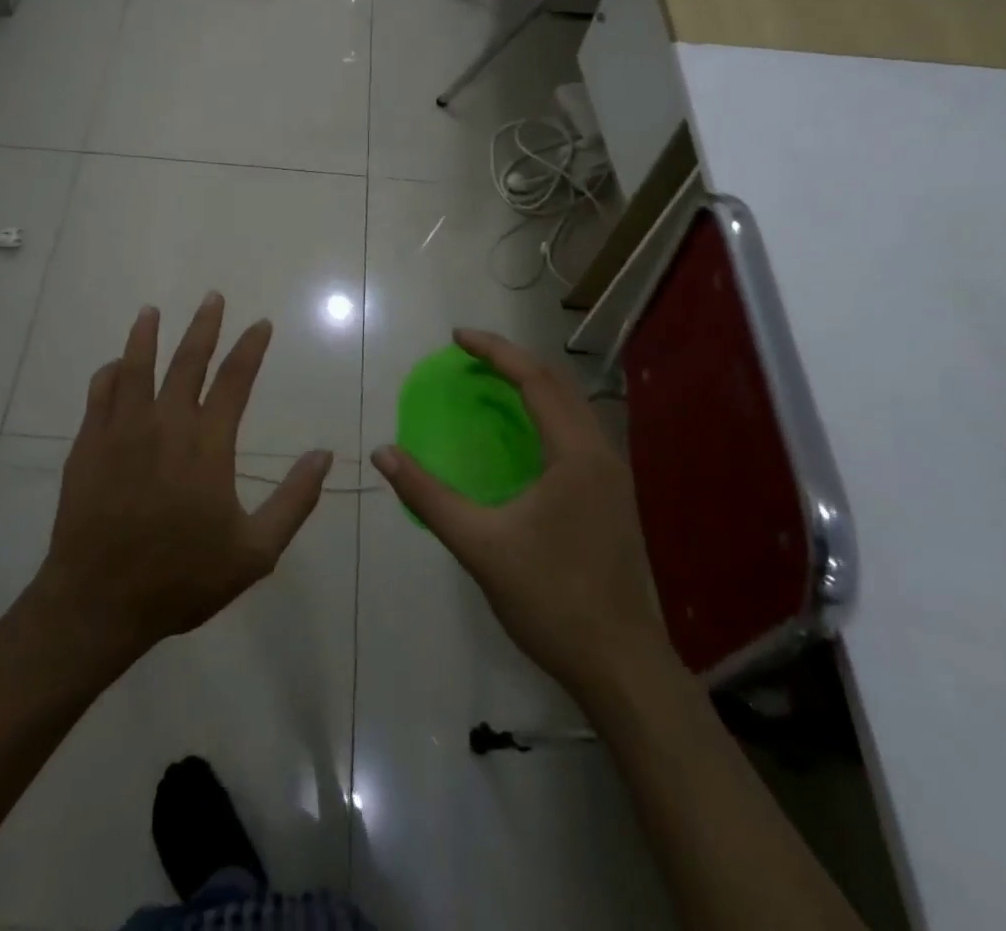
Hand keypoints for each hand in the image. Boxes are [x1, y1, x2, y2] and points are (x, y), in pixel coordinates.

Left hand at [32, 294, 332, 667]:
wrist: (98, 602)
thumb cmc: (181, 578)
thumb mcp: (254, 552)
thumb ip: (293, 501)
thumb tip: (324, 456)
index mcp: (207, 444)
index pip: (234, 380)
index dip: (250, 349)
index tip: (261, 323)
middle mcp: (165, 424)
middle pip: (187, 361)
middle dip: (204, 326)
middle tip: (213, 298)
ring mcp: (122, 431)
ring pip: (136, 367)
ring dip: (146, 335)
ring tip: (152, 311)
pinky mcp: (89, 445)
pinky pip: (100, 394)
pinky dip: (111, 373)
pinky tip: (116, 365)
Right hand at [372, 328, 670, 700]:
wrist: (621, 666)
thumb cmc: (550, 600)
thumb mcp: (480, 546)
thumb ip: (428, 497)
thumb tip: (384, 454)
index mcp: (576, 455)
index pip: (535, 381)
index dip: (494, 352)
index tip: (456, 337)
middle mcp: (602, 454)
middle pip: (558, 385)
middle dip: (513, 361)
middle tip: (469, 356)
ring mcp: (613, 477)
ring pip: (573, 408)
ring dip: (533, 386)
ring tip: (492, 383)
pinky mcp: (613, 498)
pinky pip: (577, 433)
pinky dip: (545, 414)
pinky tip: (522, 435)